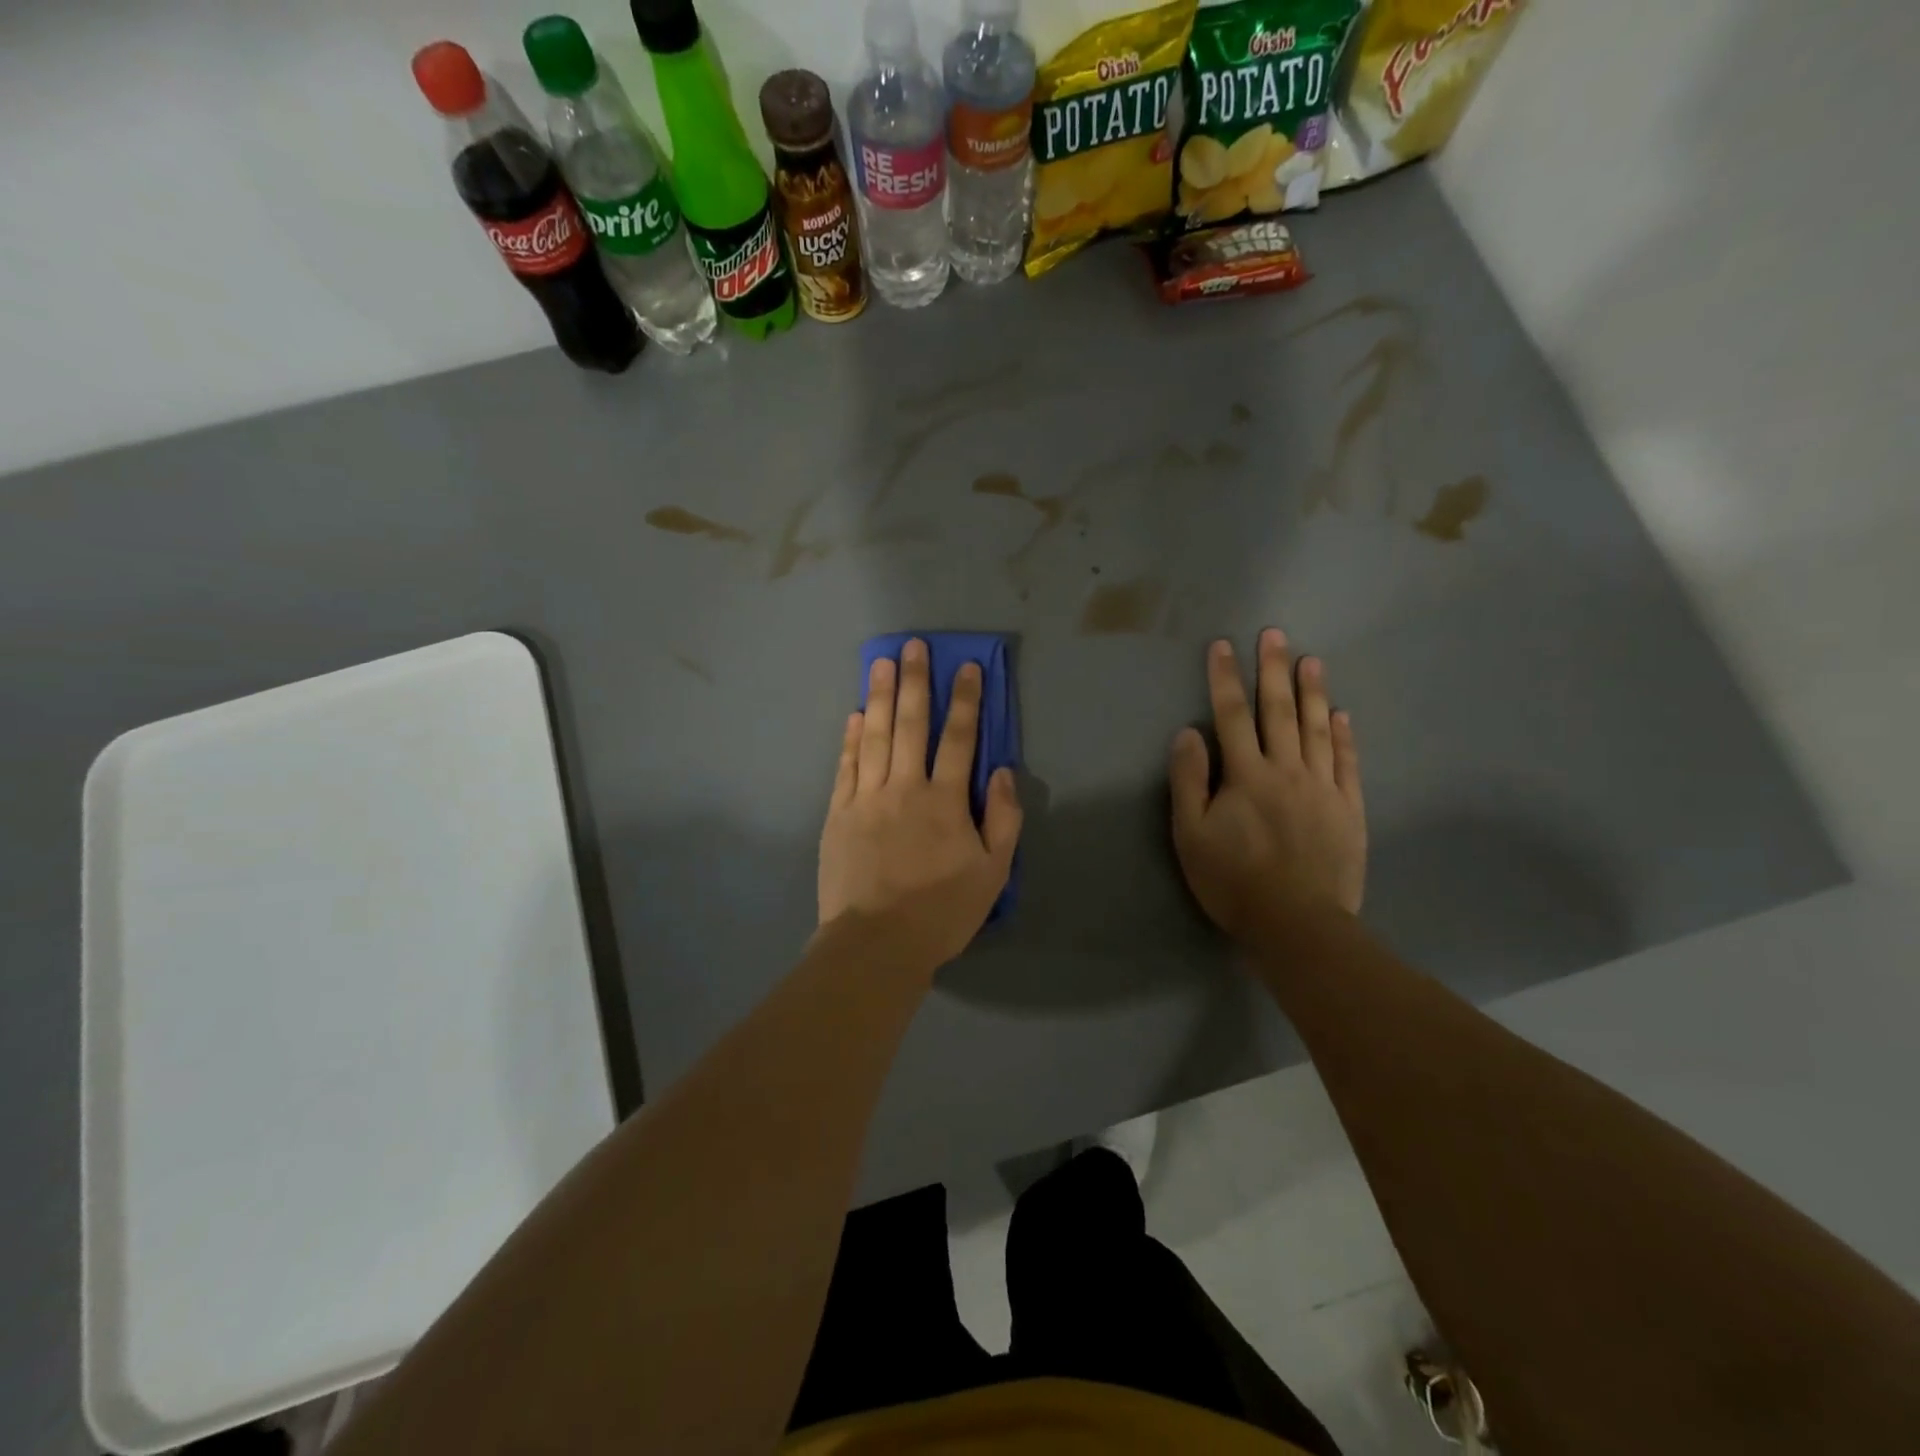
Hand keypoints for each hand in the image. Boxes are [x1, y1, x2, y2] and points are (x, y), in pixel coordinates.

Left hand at [818, 639, 1022, 972]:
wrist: (876, 944)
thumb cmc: (941, 911)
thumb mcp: (993, 872)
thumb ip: (1004, 818)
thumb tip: (1002, 770)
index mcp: (945, 800)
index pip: (960, 738)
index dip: (966, 700)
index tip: (966, 667)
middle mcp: (905, 788)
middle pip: (911, 725)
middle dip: (916, 682)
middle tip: (914, 646)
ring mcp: (866, 798)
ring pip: (875, 736)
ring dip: (880, 696)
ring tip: (882, 662)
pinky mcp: (838, 814)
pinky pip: (846, 766)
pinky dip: (851, 738)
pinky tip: (854, 715)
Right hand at [1170, 631, 1365, 940]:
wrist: (1297, 922)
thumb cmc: (1233, 880)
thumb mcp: (1190, 834)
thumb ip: (1189, 780)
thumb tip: (1189, 733)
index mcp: (1245, 775)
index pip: (1230, 716)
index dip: (1224, 679)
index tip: (1222, 645)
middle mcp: (1286, 770)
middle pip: (1278, 712)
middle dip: (1273, 670)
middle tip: (1274, 634)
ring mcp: (1323, 787)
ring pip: (1316, 729)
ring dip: (1312, 692)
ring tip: (1311, 660)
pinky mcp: (1348, 808)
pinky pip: (1346, 762)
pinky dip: (1342, 736)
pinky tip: (1340, 715)